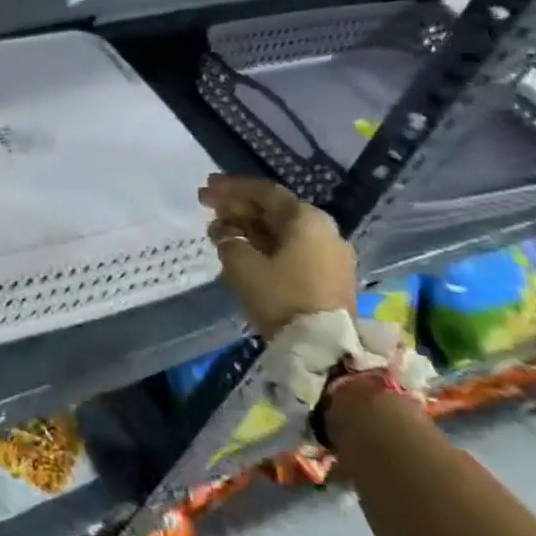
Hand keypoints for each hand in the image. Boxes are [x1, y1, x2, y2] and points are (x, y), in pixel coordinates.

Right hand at [197, 174, 357, 338]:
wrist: (324, 349)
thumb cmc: (280, 296)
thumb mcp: (241, 264)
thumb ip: (227, 240)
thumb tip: (224, 234)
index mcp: (306, 220)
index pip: (264, 192)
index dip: (232, 187)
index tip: (206, 186)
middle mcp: (323, 231)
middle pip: (274, 210)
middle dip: (238, 205)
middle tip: (206, 202)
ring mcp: (328, 255)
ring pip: (281, 230)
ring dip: (248, 224)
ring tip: (218, 226)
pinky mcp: (327, 277)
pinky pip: (289, 248)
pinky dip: (263, 242)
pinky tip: (240, 246)